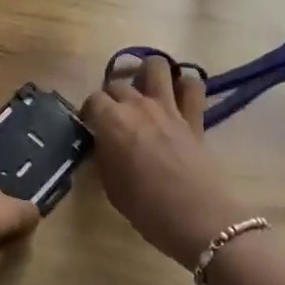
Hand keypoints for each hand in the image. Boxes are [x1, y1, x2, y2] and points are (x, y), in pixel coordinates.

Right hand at [80, 55, 246, 267]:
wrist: (196, 218)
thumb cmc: (146, 209)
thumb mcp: (111, 186)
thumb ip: (104, 156)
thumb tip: (104, 143)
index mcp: (112, 121)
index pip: (93, 100)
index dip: (89, 112)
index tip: (90, 126)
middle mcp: (139, 105)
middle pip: (118, 83)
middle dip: (112, 96)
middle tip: (114, 116)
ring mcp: (169, 107)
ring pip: (156, 66)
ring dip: (147, 74)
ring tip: (144, 91)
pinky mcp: (195, 116)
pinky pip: (193, 86)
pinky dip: (185, 86)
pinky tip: (179, 97)